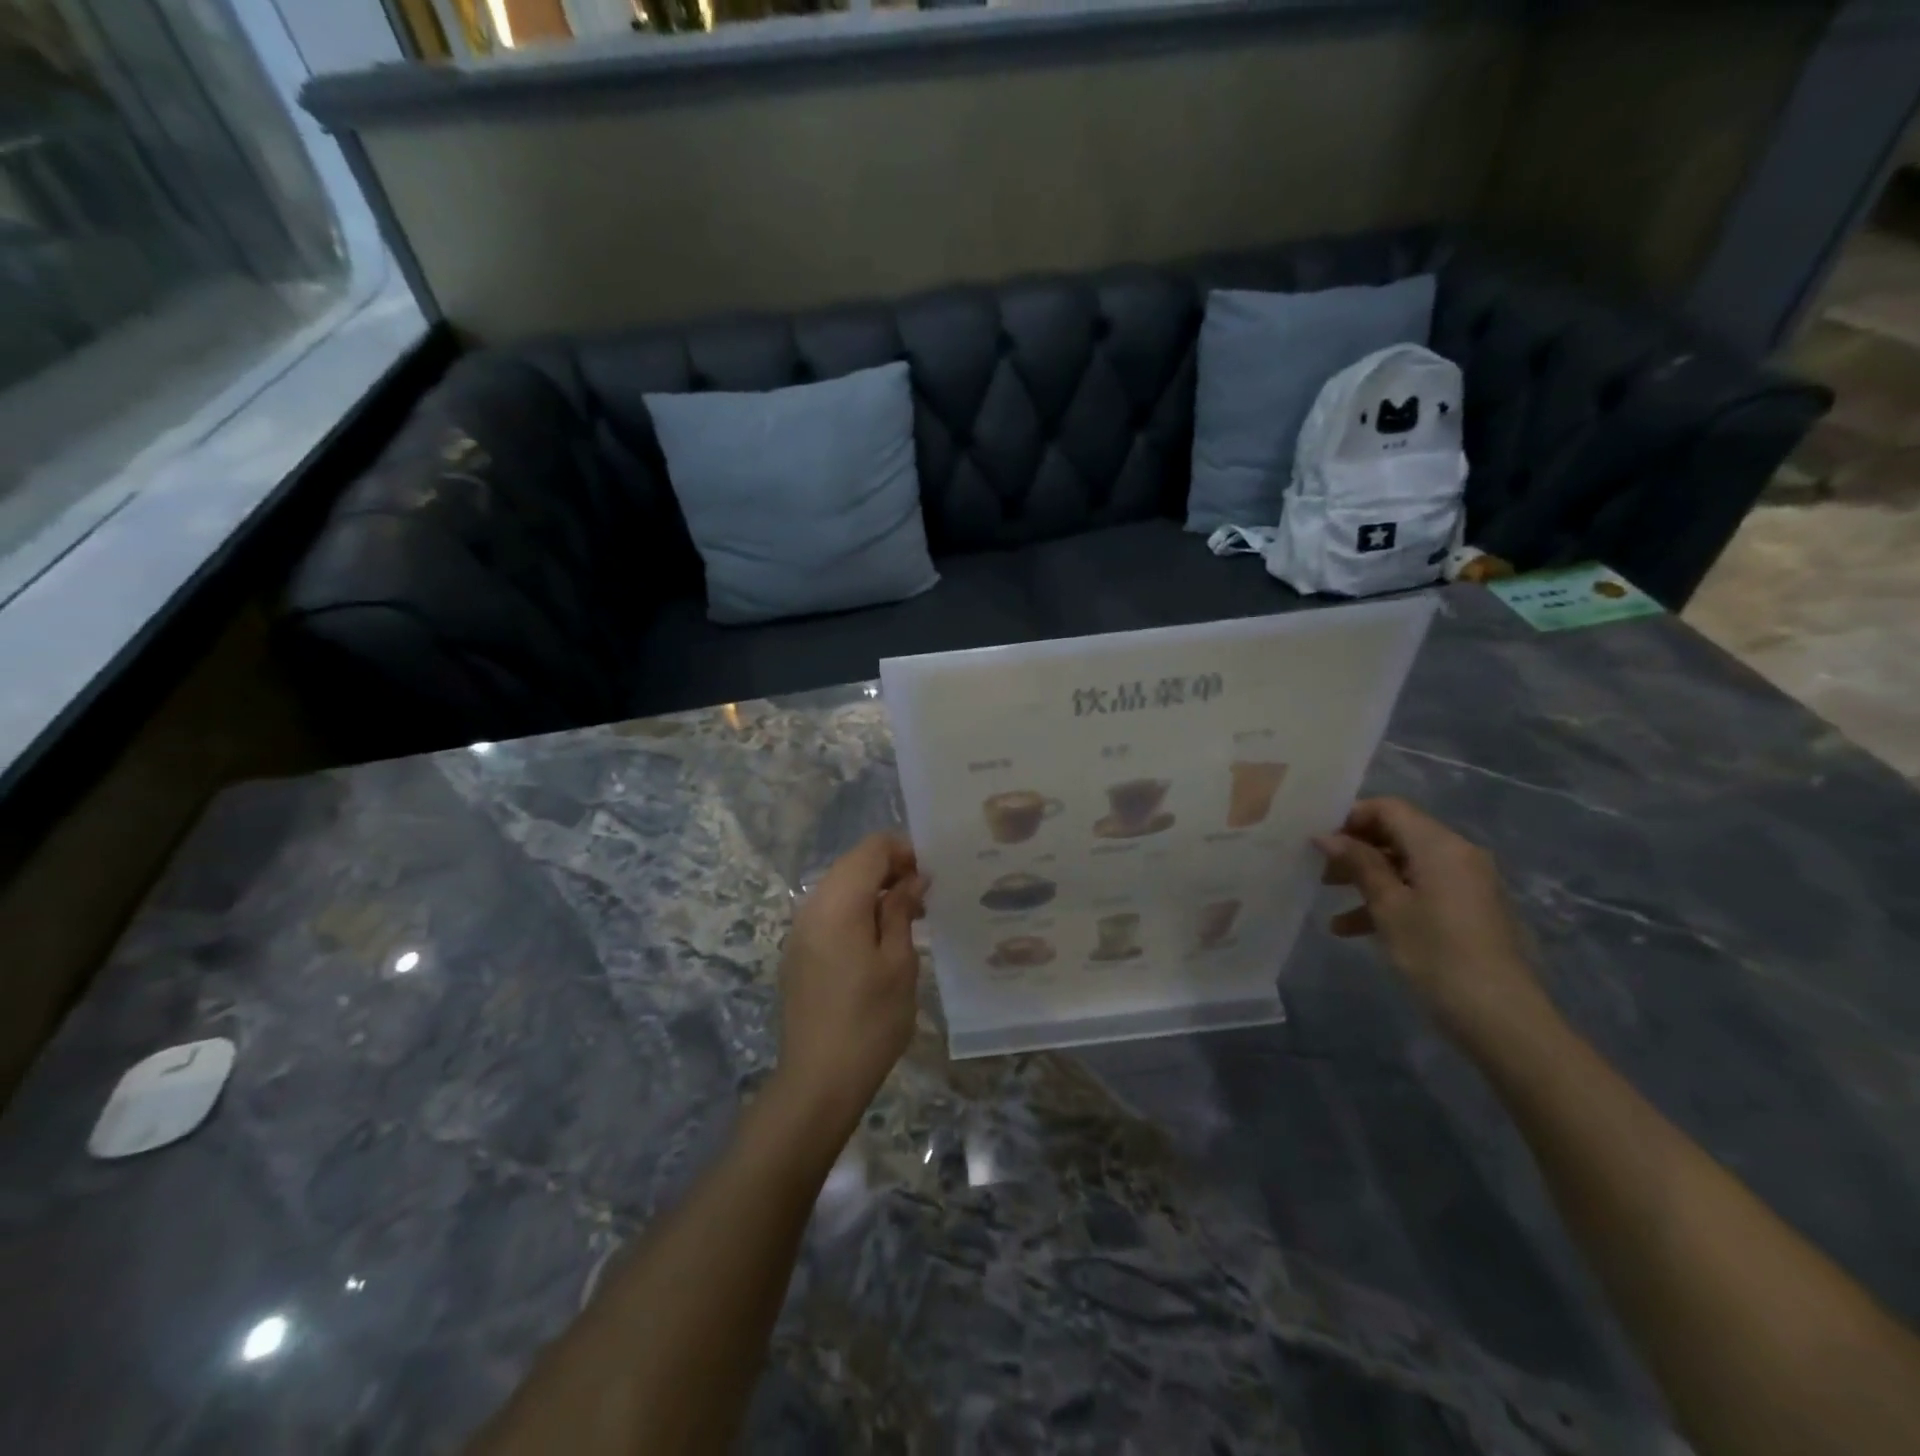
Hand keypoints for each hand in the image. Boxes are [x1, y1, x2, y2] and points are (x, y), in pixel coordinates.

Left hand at [776, 834, 926, 1124]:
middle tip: (923, 899)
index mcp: (838, 903)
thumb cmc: (870, 1020)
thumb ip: (902, 910)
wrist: (818, 1080)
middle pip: (852, 863)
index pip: (871, 849)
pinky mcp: (797, 951)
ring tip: (906, 919)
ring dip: (873, 890)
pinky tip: (877, 940)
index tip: (930, 876)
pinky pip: (828, 912)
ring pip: (839, 887)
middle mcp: (812, 906)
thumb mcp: (899, 963)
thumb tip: (912, 878)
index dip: (903, 851)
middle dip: (889, 869)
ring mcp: (799, 930)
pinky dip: (855, 910)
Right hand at [1314, 798, 1554, 1047]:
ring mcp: (1467, 884)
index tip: (1318, 840)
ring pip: (1405, 866)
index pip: (1390, 809)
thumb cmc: (1437, 955)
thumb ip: (1359, 864)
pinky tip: (1352, 928)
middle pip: (1397, 835)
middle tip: (1317, 868)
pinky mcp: (1469, 911)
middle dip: (1355, 849)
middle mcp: (1458, 855)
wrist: (1502, 1019)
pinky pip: (1421, 891)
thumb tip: (1327, 836)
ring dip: (1366, 878)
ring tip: (1327, 898)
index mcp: (1441, 846)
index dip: (1351, 817)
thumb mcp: (1388, 907)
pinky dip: (1389, 900)